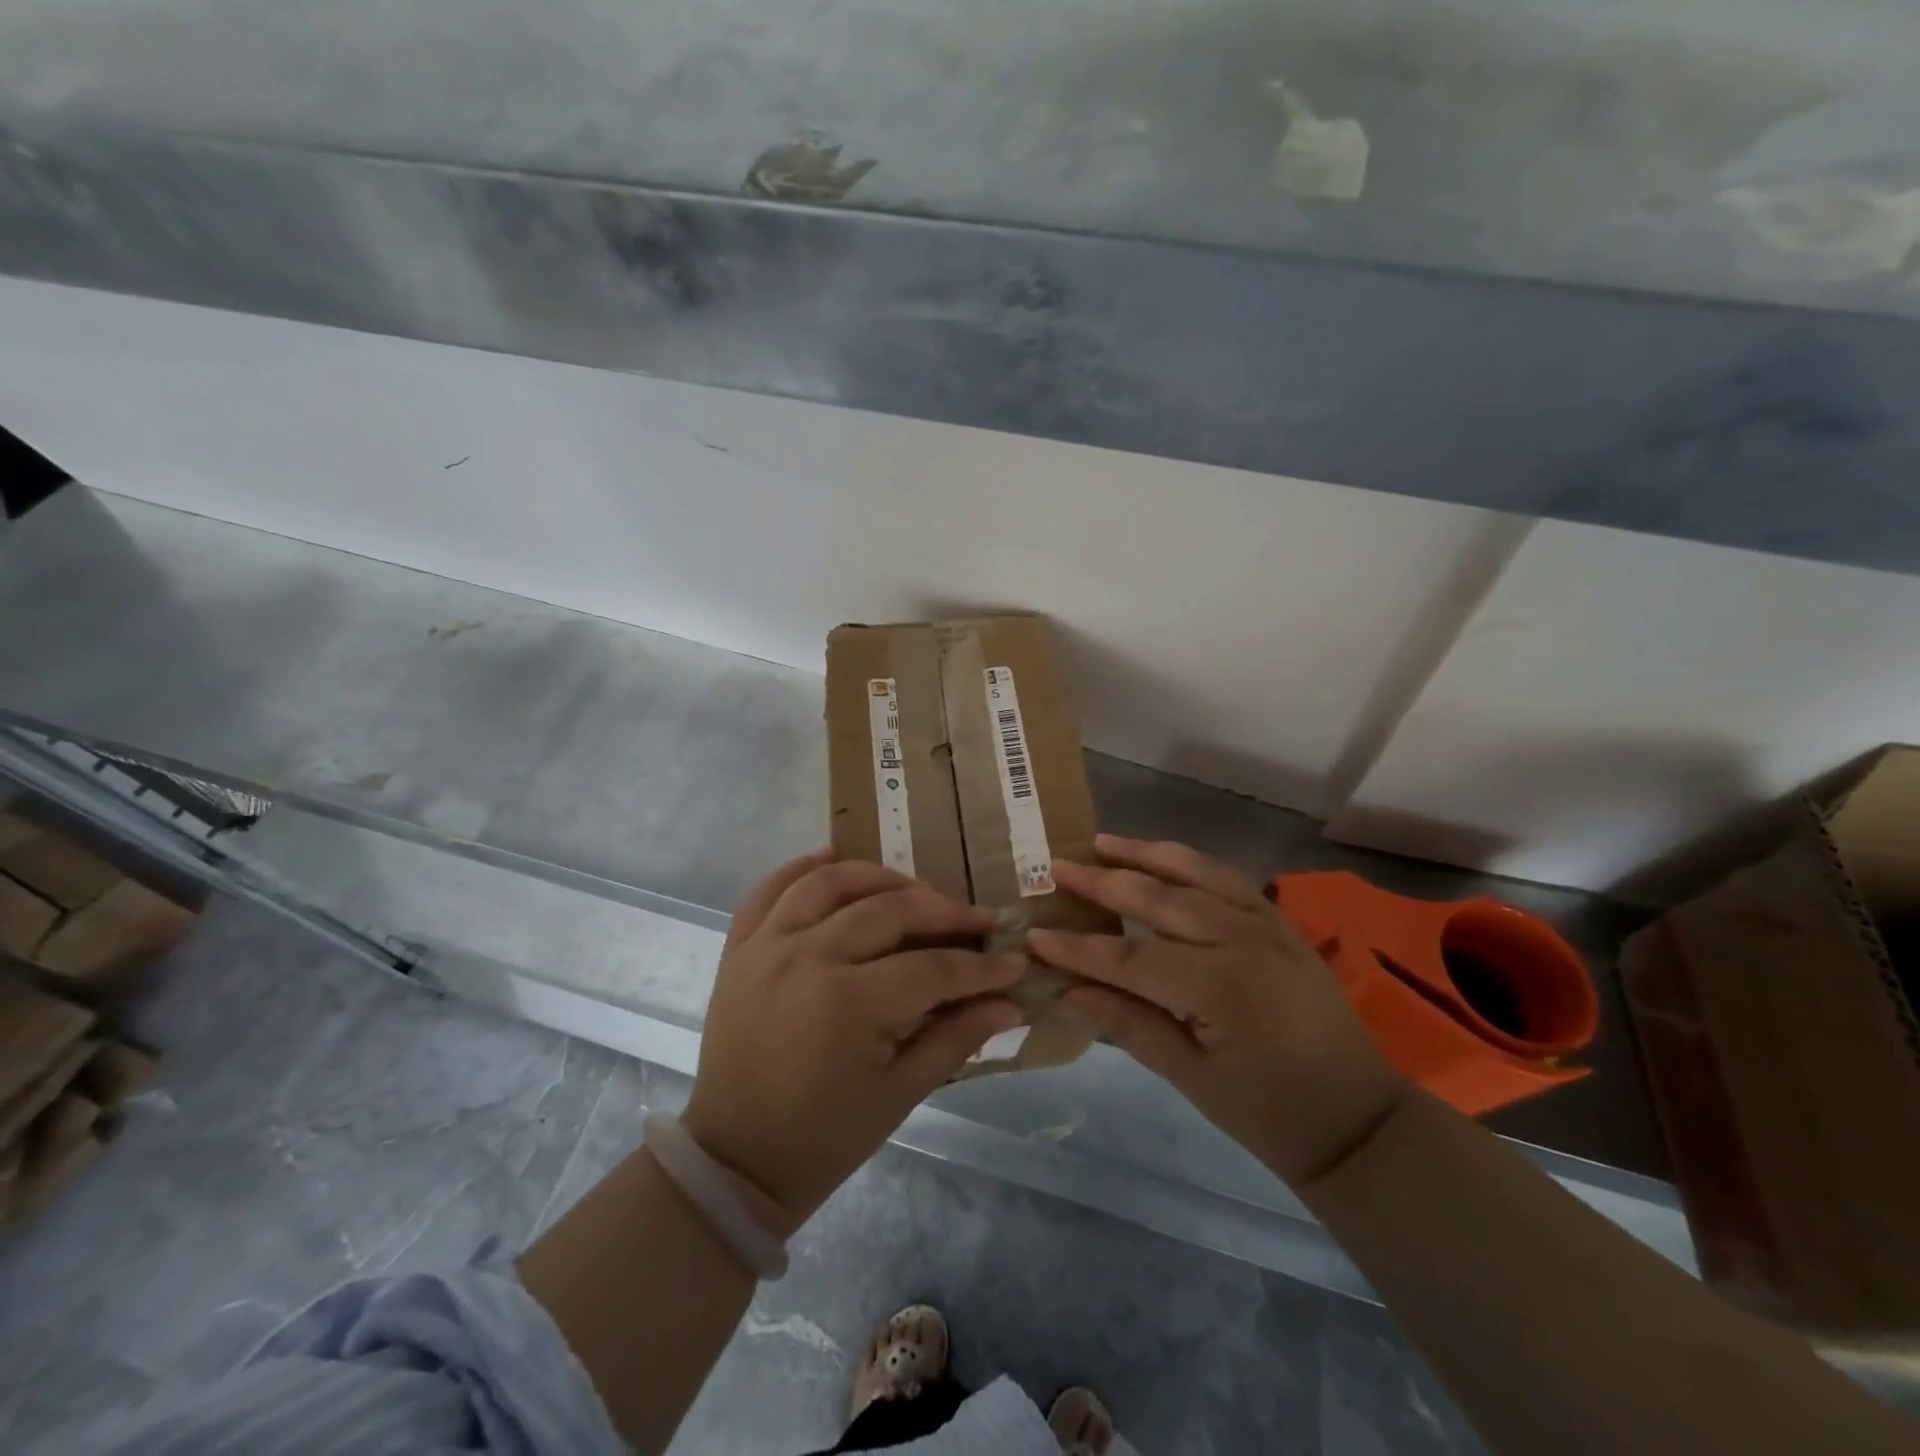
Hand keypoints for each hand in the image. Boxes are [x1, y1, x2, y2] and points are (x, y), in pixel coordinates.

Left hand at [681, 850, 1025, 1232]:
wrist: (735, 1157)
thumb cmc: (826, 1136)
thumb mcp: (901, 1093)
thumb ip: (957, 1037)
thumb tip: (1012, 1003)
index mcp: (848, 1003)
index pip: (933, 968)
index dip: (981, 967)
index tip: (1015, 963)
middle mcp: (807, 957)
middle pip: (889, 910)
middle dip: (944, 912)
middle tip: (978, 921)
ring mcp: (767, 945)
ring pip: (832, 882)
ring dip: (881, 876)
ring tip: (915, 890)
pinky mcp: (740, 947)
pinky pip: (771, 888)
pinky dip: (803, 867)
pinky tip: (834, 858)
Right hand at [1030, 835, 1411, 1188]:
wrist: (1360, 1122)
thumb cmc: (1271, 1115)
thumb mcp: (1193, 1079)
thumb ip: (1130, 1025)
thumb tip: (1069, 992)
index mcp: (1220, 986)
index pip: (1130, 956)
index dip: (1078, 947)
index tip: (1035, 935)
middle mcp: (1243, 940)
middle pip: (1159, 899)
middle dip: (1104, 882)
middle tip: (1058, 867)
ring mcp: (1268, 925)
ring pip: (1196, 873)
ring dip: (1146, 854)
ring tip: (1103, 841)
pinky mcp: (1282, 924)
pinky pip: (1229, 879)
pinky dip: (1191, 862)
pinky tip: (1164, 857)